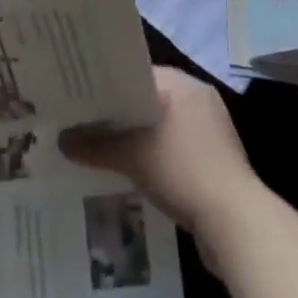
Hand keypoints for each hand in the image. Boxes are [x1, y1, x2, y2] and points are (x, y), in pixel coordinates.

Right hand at [60, 66, 268, 267]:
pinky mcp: (215, 161)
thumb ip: (96, 146)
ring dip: (138, 141)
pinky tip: (134, 178)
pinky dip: (156, 161)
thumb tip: (61, 140)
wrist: (236, 223)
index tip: (81, 100)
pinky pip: (176, 152)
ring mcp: (211, 131)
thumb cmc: (184, 171)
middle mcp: (199, 99)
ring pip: (162, 129)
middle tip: (85, 127)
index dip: (109, 87)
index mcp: (183, 84)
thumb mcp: (133, 156)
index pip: (138, 74)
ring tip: (103, 154)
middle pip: (149, 101)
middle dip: (120, 117)